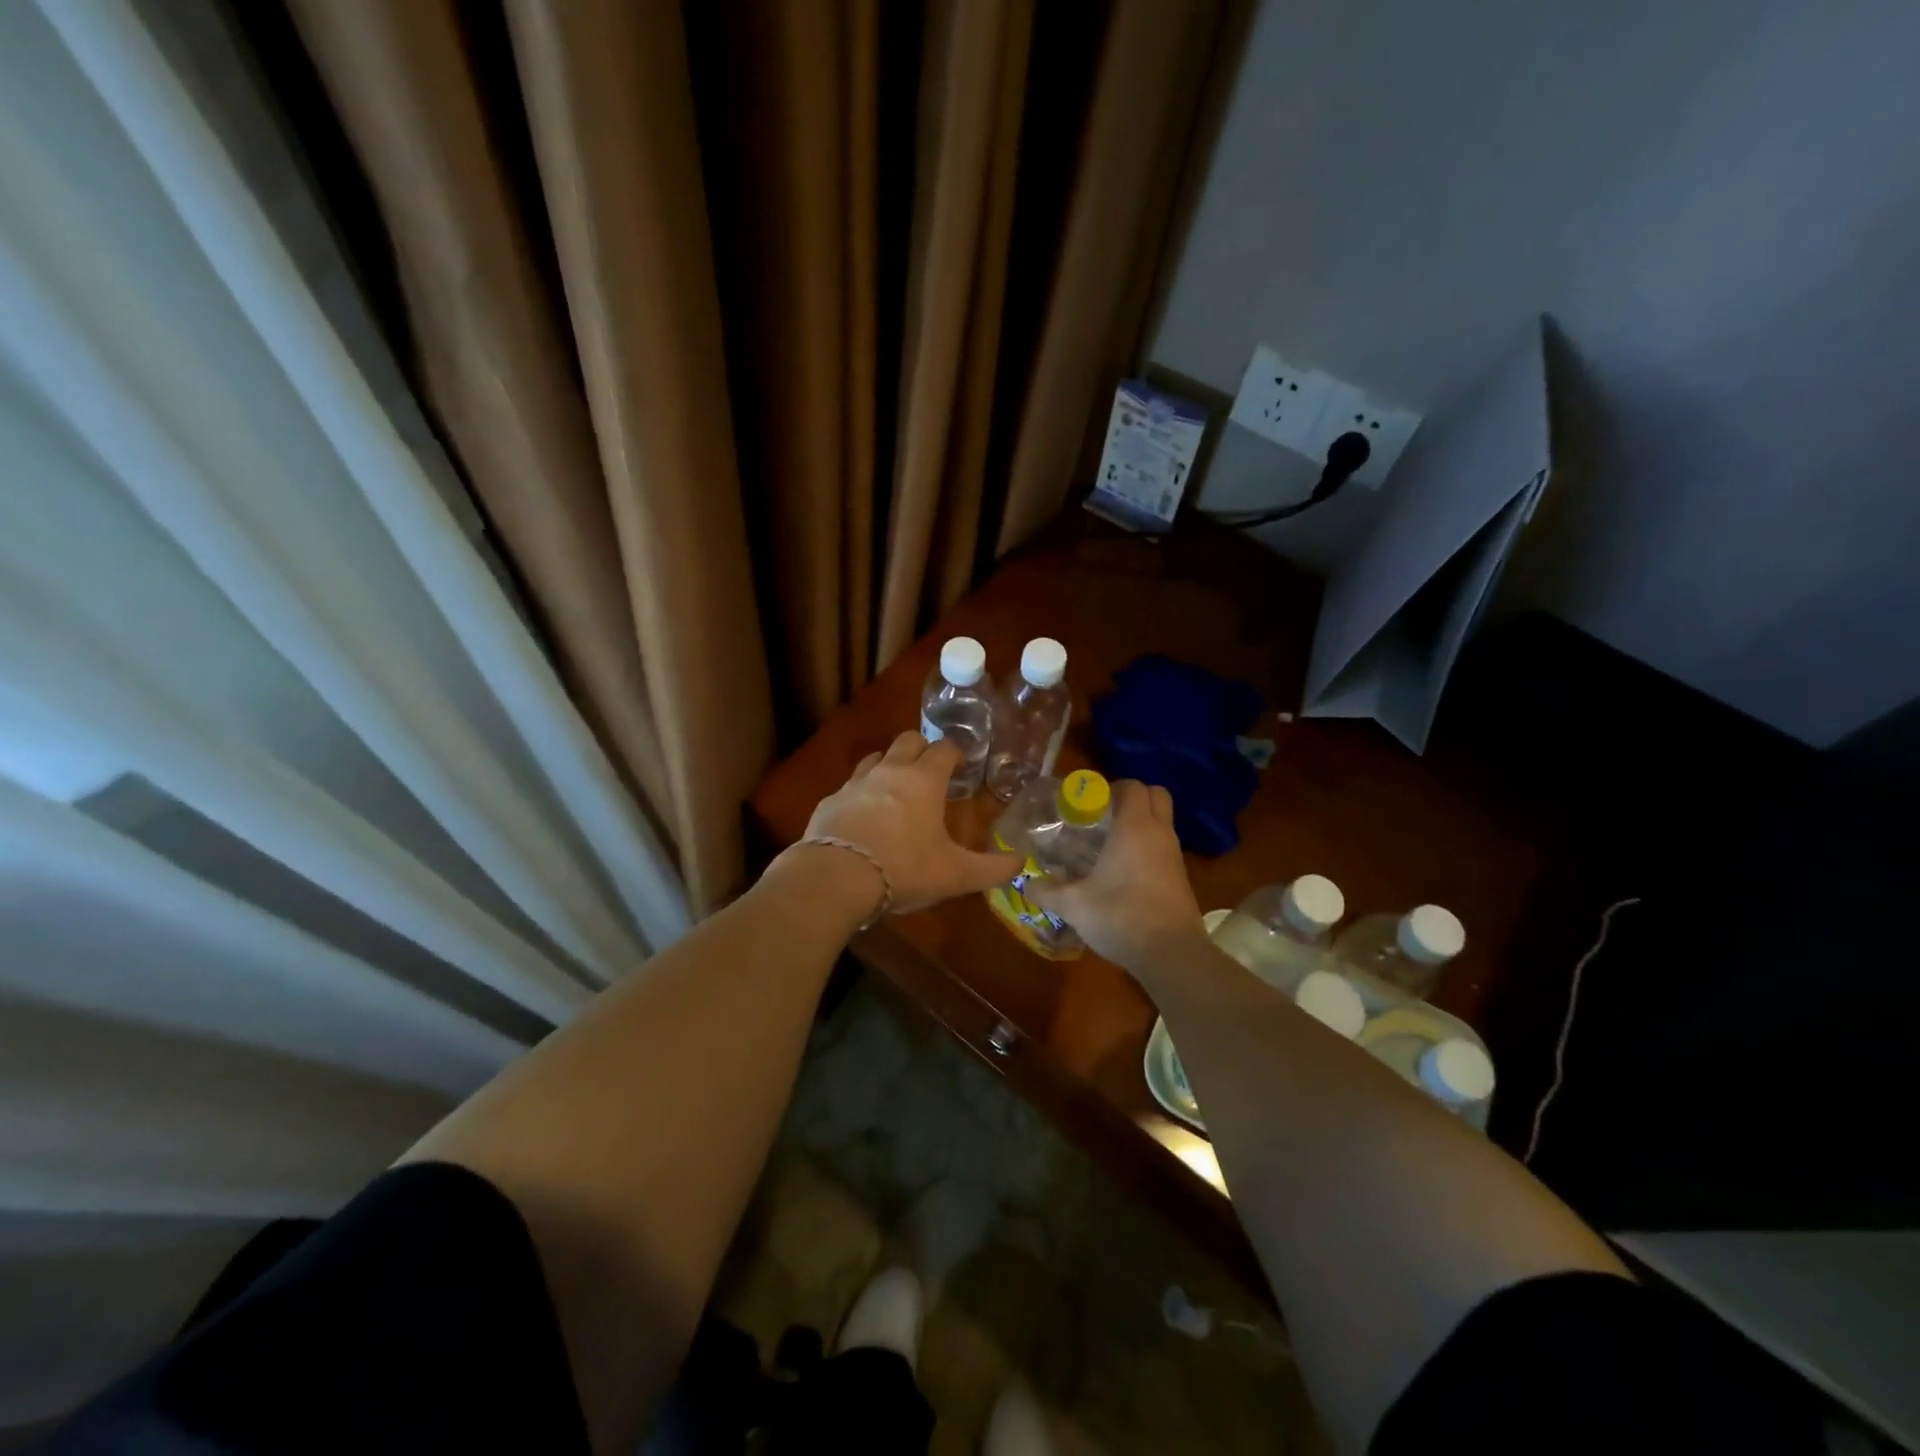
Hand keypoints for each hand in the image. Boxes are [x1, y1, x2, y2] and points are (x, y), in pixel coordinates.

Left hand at [795, 732, 1021, 915]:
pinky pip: (850, 787)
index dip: (956, 753)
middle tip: (931, 771)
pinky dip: (861, 794)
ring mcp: (856, 783)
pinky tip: (863, 817)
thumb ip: (992, 869)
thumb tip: (1022, 863)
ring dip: (889, 765)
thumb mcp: (955, 875)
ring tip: (896, 788)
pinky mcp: (830, 801)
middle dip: (922, 748)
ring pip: (876, 758)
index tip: (962, 765)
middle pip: (908, 740)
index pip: (944, 748)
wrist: (836, 878)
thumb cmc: (904, 869)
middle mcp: (890, 771)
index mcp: (924, 781)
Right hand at [1025, 779, 1204, 974]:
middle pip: (1155, 795)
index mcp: (1135, 827)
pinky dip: (1147, 847)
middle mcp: (1159, 833)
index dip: (1111, 788)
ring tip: (1107, 844)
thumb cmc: (1121, 916)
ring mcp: (1174, 856)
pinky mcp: (1180, 878)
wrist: (1172, 955)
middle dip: (1132, 798)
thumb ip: (1047, 891)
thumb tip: (1025, 883)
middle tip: (1103, 815)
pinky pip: (1163, 847)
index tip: (1088, 803)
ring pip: (1161, 822)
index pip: (1133, 786)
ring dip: (1140, 824)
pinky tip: (1123, 871)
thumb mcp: (1074, 905)